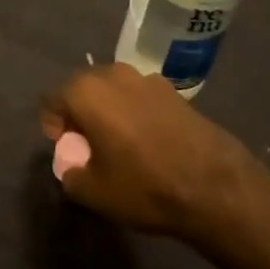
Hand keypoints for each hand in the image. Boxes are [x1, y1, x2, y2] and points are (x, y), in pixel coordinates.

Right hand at [40, 64, 269, 260]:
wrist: (216, 188)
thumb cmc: (145, 186)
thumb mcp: (94, 193)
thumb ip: (71, 175)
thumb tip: (72, 167)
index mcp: (86, 92)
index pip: (52, 99)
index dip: (53, 125)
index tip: (65, 148)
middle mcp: (113, 75)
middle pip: (82, 88)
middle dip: (79, 113)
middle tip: (87, 144)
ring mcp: (147, 79)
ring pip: (113, 90)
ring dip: (109, 110)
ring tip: (119, 142)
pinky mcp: (174, 91)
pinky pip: (140, 97)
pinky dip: (136, 113)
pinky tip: (149, 142)